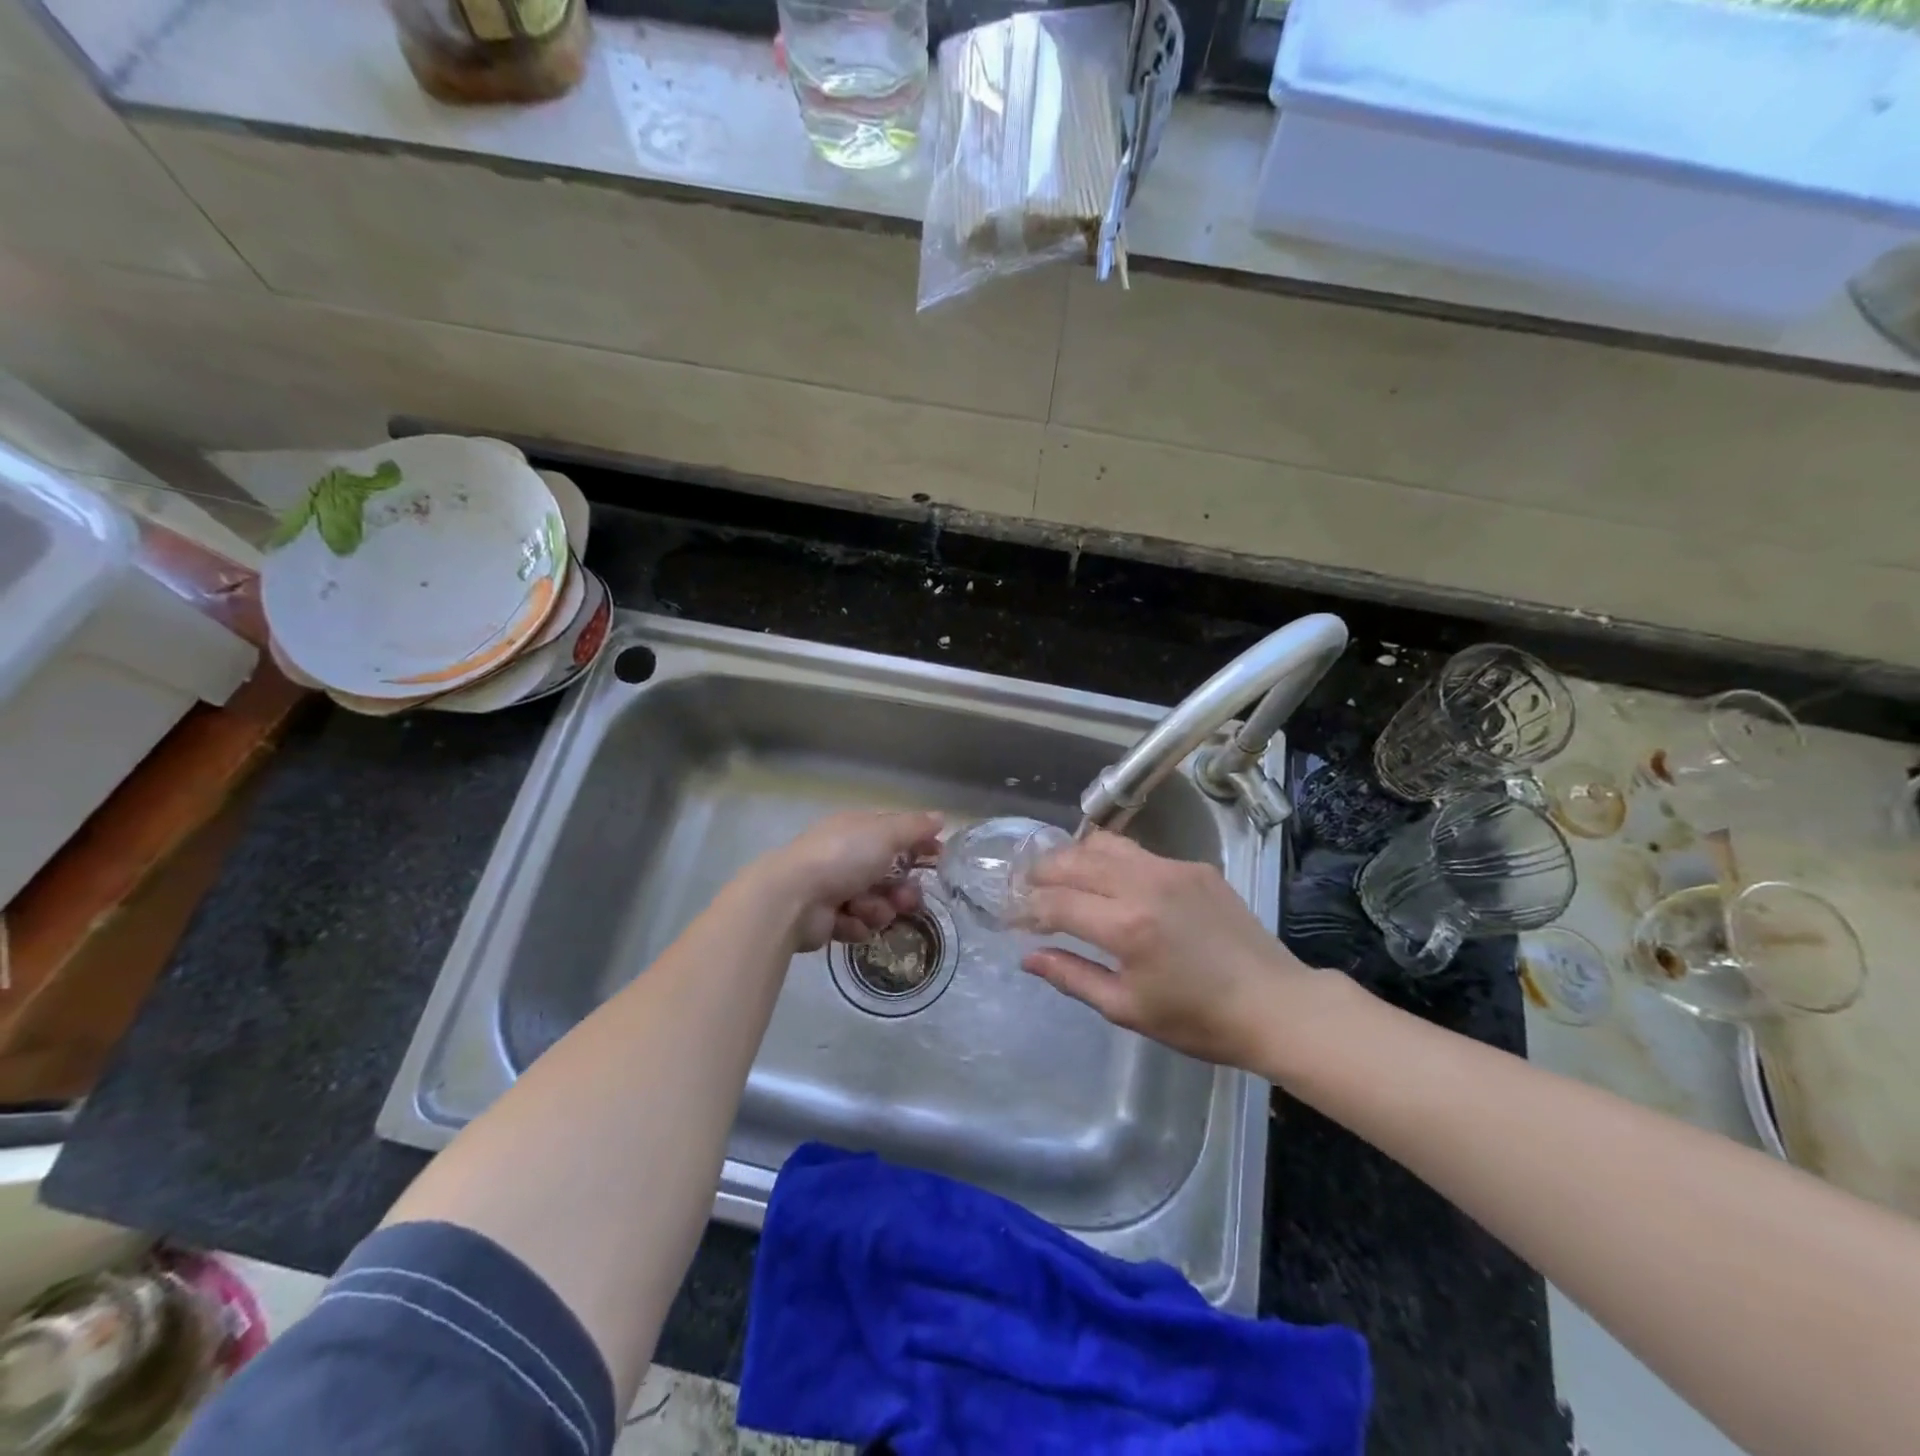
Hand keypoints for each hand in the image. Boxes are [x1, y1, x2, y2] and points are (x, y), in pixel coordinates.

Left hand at [755, 810, 944, 952]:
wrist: (792, 898)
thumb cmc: (842, 857)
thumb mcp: (885, 834)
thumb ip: (915, 827)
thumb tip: (941, 817)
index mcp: (857, 829)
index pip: (895, 833)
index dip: (919, 844)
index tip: (939, 857)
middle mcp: (846, 856)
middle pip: (890, 874)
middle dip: (902, 889)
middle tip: (907, 899)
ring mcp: (835, 888)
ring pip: (877, 903)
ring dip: (879, 909)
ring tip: (866, 910)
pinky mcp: (828, 919)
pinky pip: (857, 924)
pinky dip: (856, 924)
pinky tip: (848, 921)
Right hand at [1018, 831, 1315, 1069]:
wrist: (1275, 1004)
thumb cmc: (1198, 1020)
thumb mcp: (1127, 1009)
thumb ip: (1072, 977)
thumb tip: (1029, 957)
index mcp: (1125, 926)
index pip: (1056, 902)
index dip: (1028, 909)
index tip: (1015, 918)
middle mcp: (1144, 884)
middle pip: (1074, 860)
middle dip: (1042, 872)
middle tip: (1027, 888)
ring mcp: (1172, 869)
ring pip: (1105, 844)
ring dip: (1075, 857)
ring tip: (1061, 876)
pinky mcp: (1194, 866)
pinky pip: (1139, 853)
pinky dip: (1112, 861)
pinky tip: (1111, 882)